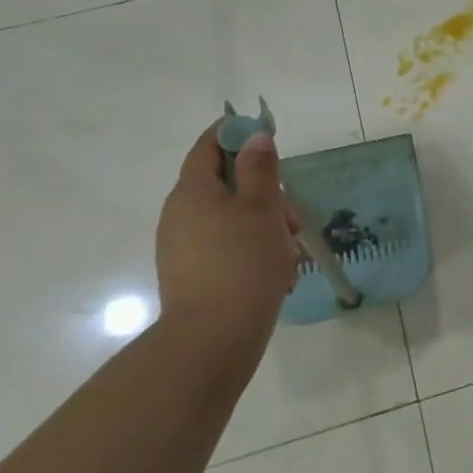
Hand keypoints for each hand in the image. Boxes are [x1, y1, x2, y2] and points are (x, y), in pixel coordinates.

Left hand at [155, 123, 297, 341]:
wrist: (213, 338)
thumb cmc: (243, 263)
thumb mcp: (262, 208)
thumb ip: (260, 169)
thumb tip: (255, 137)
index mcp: (192, 191)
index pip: (209, 146)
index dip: (237, 134)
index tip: (269, 138)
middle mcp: (180, 214)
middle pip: (224, 185)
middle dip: (264, 193)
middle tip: (293, 217)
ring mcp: (183, 247)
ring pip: (230, 219)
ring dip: (264, 225)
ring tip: (291, 251)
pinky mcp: (192, 274)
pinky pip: (226, 248)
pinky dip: (252, 250)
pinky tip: (277, 274)